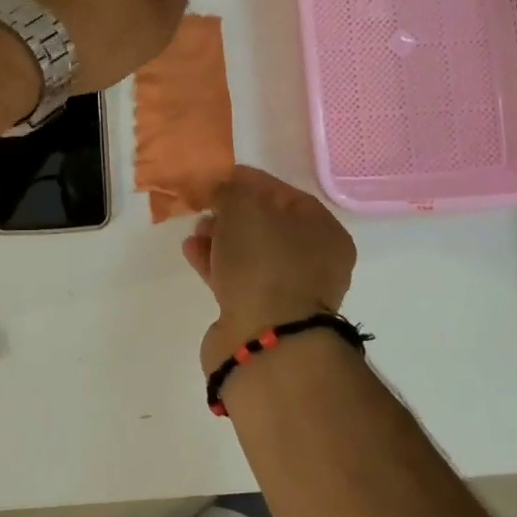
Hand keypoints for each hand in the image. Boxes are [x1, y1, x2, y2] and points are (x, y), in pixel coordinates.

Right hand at [182, 165, 356, 373]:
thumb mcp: (243, 207)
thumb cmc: (263, 261)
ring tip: (195, 230)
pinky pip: (236, 278)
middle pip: (268, 225)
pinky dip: (215, 263)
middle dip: (233, 212)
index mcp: (324, 231)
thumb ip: (230, 190)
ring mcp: (288, 292)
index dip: (250, 181)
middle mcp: (314, 262)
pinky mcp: (261, 315)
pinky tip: (192, 251)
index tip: (219, 177)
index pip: (285, 193)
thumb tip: (222, 190)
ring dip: (221, 239)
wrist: (263, 338)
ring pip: (250, 254)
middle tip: (205, 206)